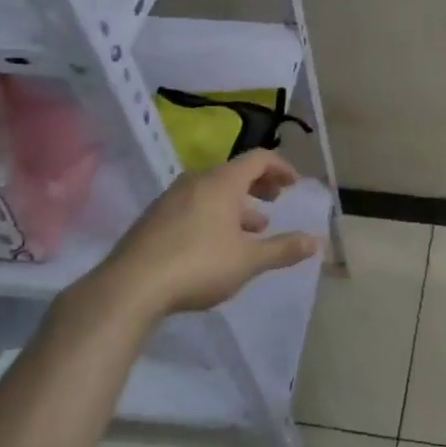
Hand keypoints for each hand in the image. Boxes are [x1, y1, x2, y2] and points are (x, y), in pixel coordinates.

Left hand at [62, 150, 319, 325]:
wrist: (129, 287)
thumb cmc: (198, 265)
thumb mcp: (248, 260)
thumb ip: (283, 249)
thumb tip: (316, 242)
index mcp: (222, 182)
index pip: (258, 159)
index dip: (281, 167)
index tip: (294, 183)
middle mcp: (196, 181)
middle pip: (234, 172)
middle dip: (259, 185)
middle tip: (276, 199)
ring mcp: (171, 198)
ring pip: (212, 191)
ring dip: (236, 203)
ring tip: (252, 227)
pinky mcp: (153, 219)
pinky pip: (193, 205)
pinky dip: (214, 214)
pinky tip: (216, 243)